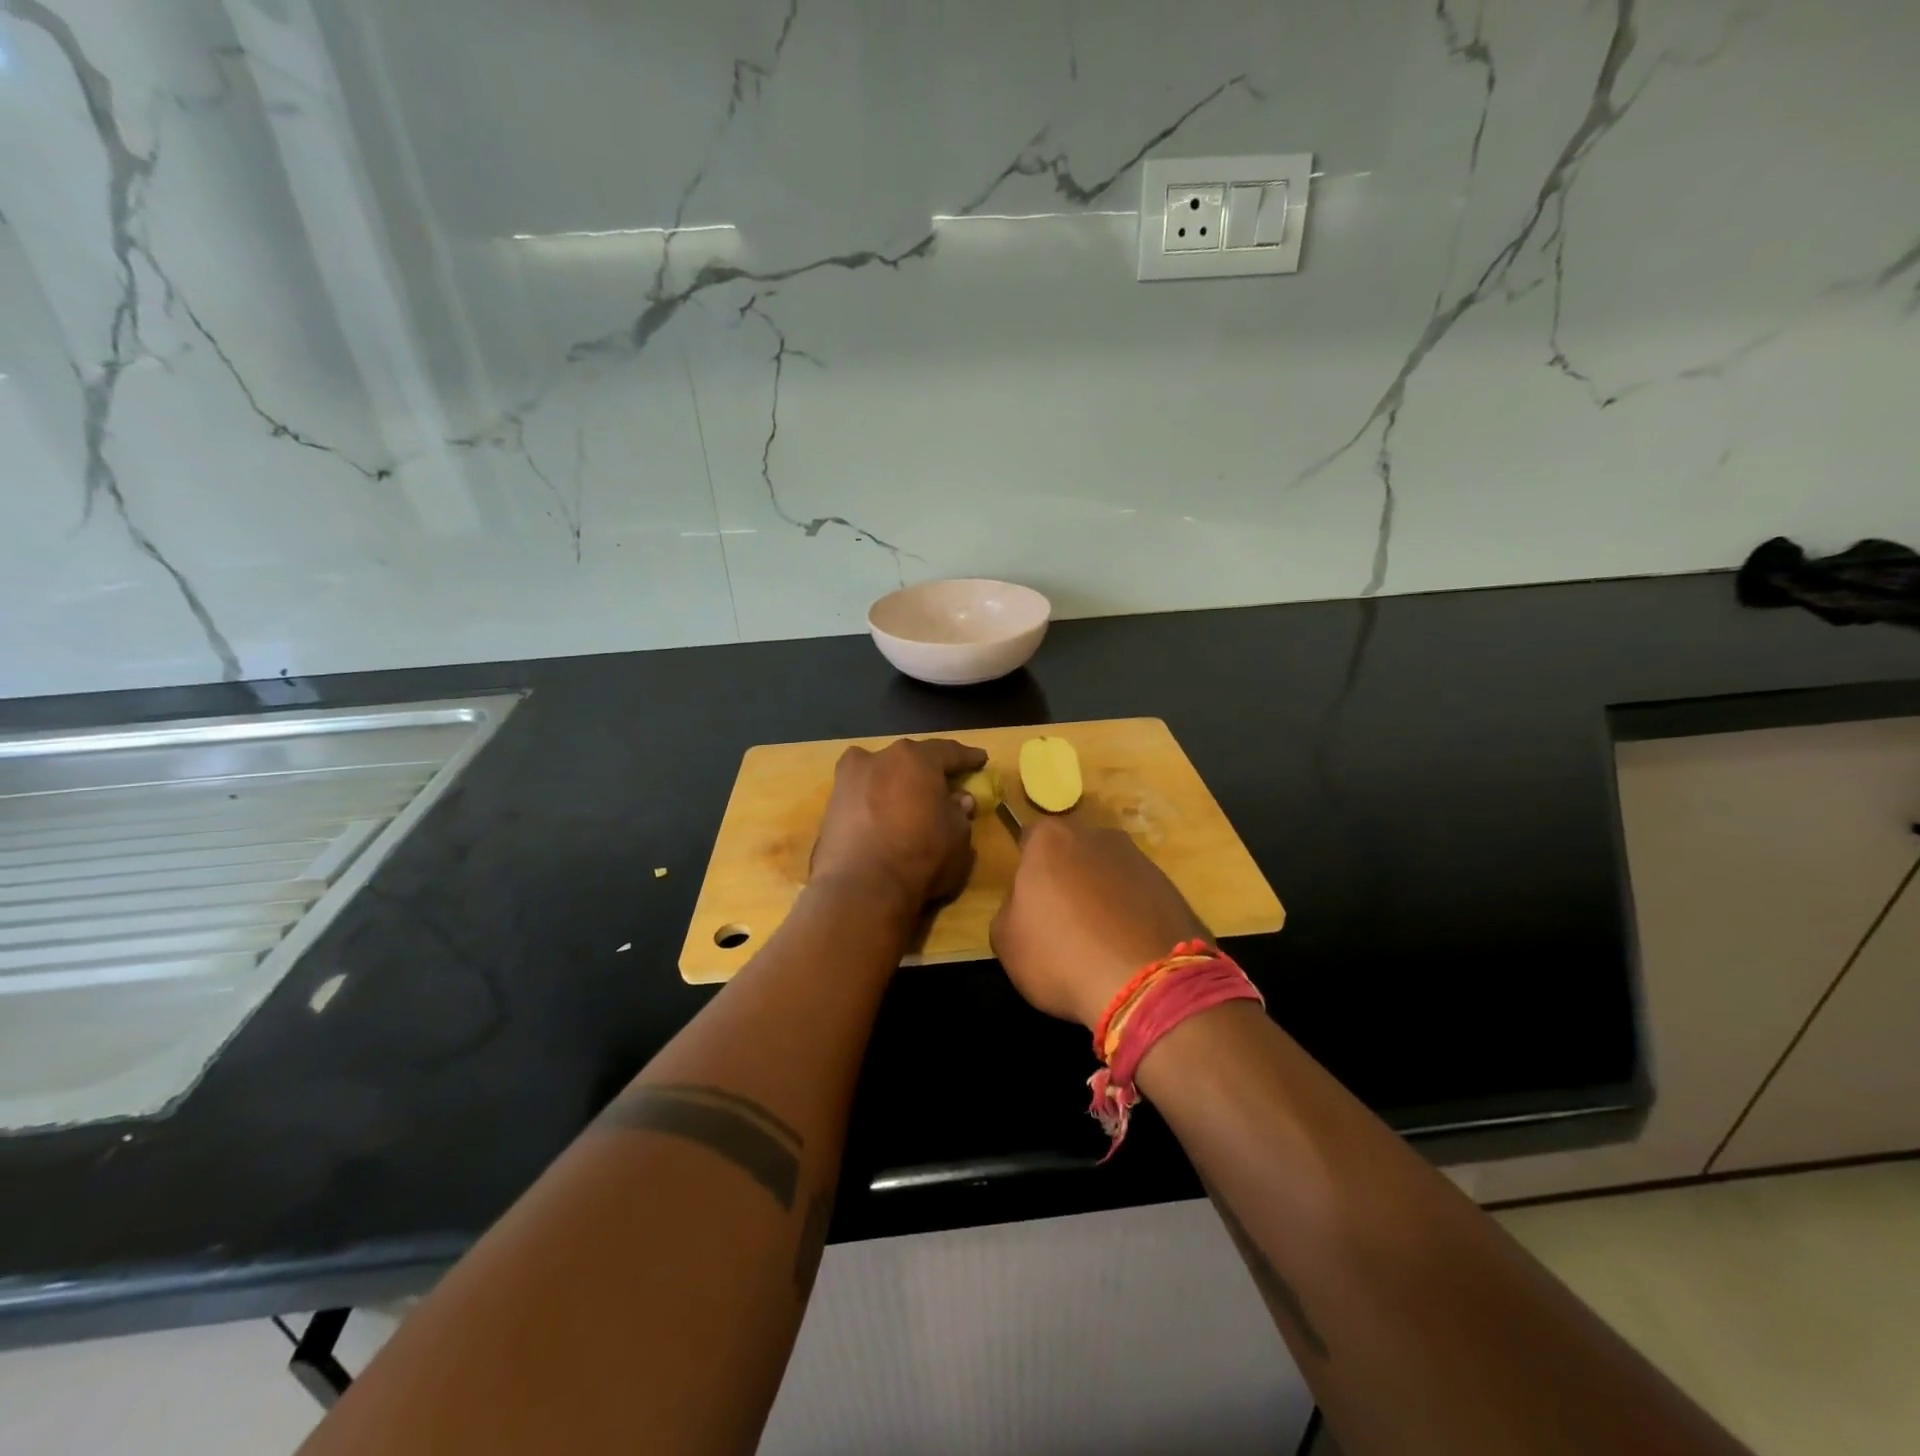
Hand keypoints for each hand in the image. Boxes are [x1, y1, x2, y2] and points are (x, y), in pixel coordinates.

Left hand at [809, 738, 986, 910]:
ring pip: (879, 776)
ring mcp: (846, 782)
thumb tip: (958, 800)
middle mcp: (876, 758)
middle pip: (908, 760)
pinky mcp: (829, 809)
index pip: (947, 751)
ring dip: (896, 786)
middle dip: (926, 771)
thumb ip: (960, 812)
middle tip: (943, 783)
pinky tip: (885, 820)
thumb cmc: (921, 855)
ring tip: (910, 802)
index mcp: (913, 758)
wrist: (860, 889)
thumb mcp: (958, 836)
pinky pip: (862, 799)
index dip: (967, 757)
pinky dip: (875, 805)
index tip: (980, 759)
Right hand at [990, 814, 1208, 1031]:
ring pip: (1108, 873)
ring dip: (1102, 897)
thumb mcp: (1006, 940)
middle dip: (1067, 878)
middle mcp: (1098, 836)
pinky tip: (1127, 950)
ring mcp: (1140, 859)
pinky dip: (1131, 915)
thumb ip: (1010, 909)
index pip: (1029, 840)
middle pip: (1072, 852)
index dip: (1026, 871)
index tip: (1028, 902)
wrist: (1147, 984)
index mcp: (1051, 839)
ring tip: (1100, 942)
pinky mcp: (1171, 888)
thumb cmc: (1061, 955)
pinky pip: (1138, 897)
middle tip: (1062, 922)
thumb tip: (1026, 905)